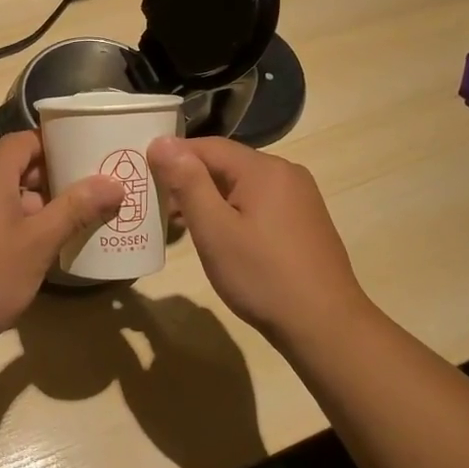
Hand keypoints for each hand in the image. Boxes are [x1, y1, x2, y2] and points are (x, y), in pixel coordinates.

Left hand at [0, 131, 124, 350]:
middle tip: (82, 201)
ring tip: (58, 230)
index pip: (25, 140)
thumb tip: (113, 182)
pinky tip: (20, 253)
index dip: (57, 147)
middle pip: (9, 165)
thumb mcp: (38, 244)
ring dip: (26, 206)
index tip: (86, 163)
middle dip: (47, 181)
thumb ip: (75, 209)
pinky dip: (2, 222)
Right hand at [147, 137, 369, 344]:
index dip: (173, 156)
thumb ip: (187, 182)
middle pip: (226, 164)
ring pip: (242, 185)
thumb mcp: (214, 229)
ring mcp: (300, 197)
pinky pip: (259, 203)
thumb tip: (161, 141)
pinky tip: (220, 237)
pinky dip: (234, 212)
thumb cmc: (262, 276)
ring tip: (182, 224)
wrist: (324, 325)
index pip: (207, 146)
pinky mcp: (304, 221)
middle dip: (190, 180)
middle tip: (159, 206)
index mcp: (264, 168)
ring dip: (211, 199)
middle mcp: (286, 173)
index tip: (144, 175)